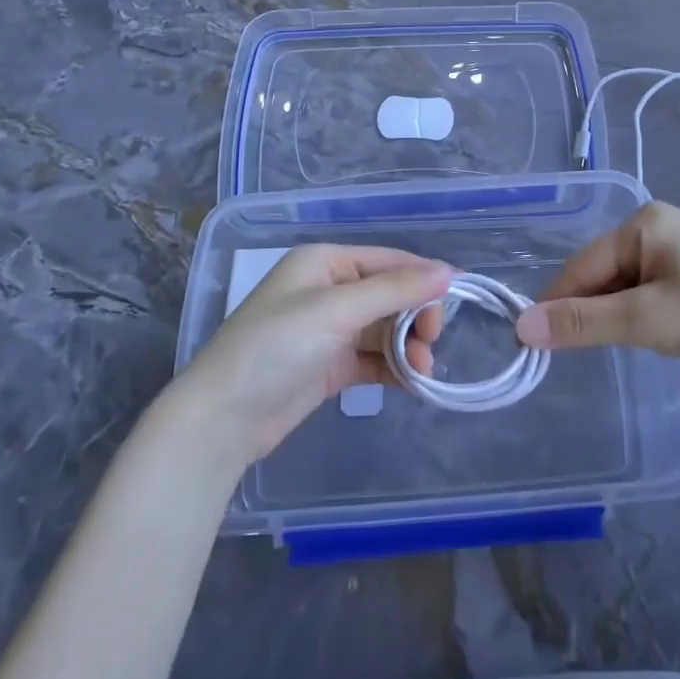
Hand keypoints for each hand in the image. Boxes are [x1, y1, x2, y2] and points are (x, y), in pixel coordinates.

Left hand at [173, 245, 451, 462]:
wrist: (223, 418)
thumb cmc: (277, 346)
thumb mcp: (337, 310)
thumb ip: (395, 290)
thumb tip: (449, 271)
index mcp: (325, 262)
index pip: (389, 261)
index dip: (423, 278)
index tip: (457, 302)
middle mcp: (329, 290)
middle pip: (390, 295)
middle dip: (416, 317)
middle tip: (431, 342)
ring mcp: (329, 330)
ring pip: (385, 329)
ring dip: (408, 346)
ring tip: (422, 369)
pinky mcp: (330, 366)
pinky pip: (374, 358)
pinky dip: (395, 368)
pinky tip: (413, 382)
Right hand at [515, 201, 679, 381]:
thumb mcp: (649, 322)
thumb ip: (584, 323)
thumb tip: (522, 326)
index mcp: (643, 223)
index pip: (582, 266)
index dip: (558, 305)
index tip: (533, 346)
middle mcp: (654, 225)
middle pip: (601, 274)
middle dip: (597, 313)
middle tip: (604, 351)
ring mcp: (674, 245)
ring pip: (621, 286)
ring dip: (620, 317)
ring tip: (642, 343)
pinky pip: (644, 291)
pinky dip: (641, 316)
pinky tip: (660, 335)